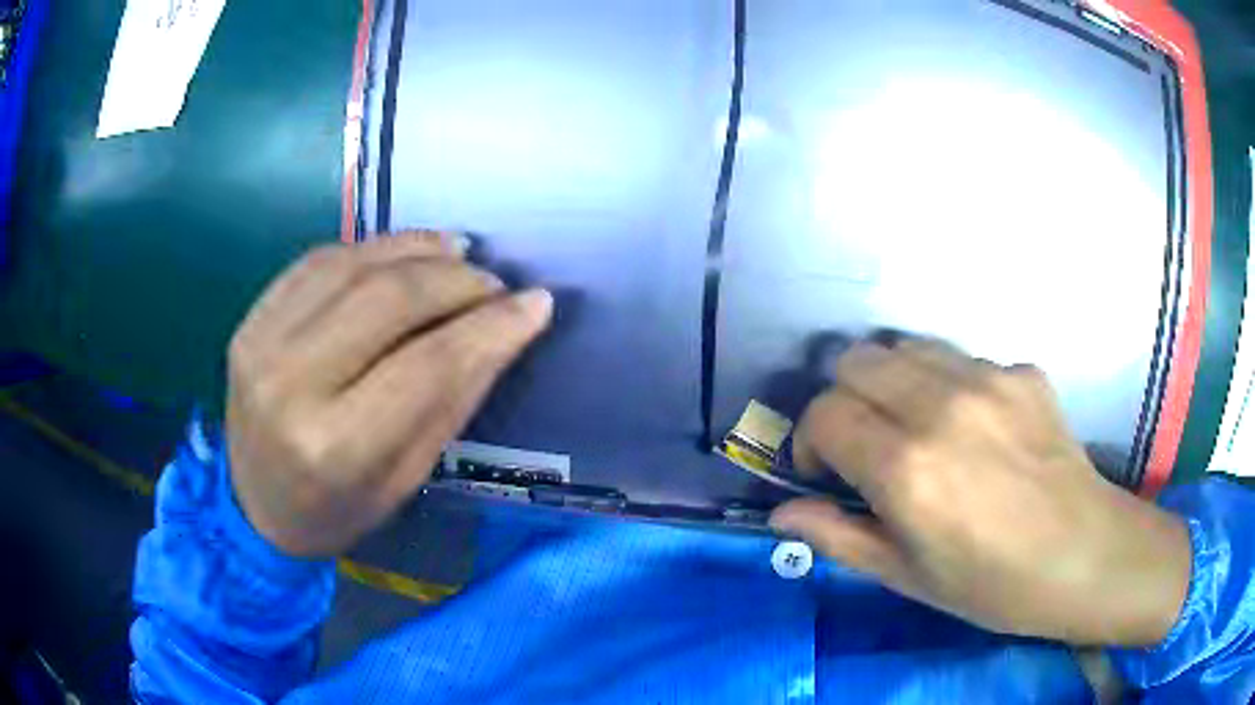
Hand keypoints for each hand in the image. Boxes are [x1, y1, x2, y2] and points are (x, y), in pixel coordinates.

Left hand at [226, 231, 552, 557]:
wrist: (255, 506)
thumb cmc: (338, 509)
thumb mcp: (407, 477)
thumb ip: (452, 399)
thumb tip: (504, 328)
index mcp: (337, 447)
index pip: (428, 366)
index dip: (490, 327)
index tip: (535, 303)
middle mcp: (291, 385)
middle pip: (389, 299)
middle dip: (456, 280)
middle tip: (493, 283)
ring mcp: (262, 343)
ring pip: (354, 265)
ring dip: (417, 249)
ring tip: (458, 253)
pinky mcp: (251, 319)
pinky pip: (318, 260)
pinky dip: (370, 248)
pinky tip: (402, 255)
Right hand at [770, 340, 1190, 646]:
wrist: (1085, 556)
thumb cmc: (992, 585)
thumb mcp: (907, 577)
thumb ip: (839, 538)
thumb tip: (783, 515)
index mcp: (907, 469)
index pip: (825, 415)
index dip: (811, 443)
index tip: (827, 473)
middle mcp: (942, 407)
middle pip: (856, 360)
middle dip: (844, 399)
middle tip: (865, 443)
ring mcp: (988, 379)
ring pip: (906, 347)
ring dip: (892, 382)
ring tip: (915, 427)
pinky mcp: (1021, 371)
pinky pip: (963, 360)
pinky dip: (948, 387)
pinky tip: (976, 429)